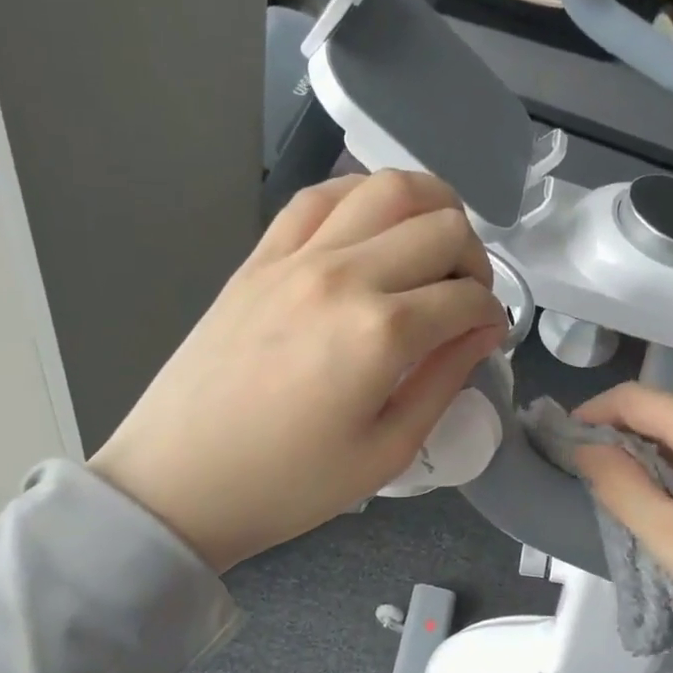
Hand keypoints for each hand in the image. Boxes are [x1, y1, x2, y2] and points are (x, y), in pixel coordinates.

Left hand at [90, 172, 505, 571]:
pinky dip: (362, 198)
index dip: (493, 315)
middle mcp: (345, 275)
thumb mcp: (388, 450)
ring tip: (432, 248)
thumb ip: (445, 380)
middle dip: (474, 258)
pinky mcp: (261, 256)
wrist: (178, 482)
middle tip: (465, 298)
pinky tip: (373, 228)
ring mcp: (297, 256)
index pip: (468, 296)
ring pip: (387, 188)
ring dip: (430, 208)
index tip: (489, 336)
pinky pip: (320, 196)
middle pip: (442, 226)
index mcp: (381, 332)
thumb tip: (483, 331)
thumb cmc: (289, 484)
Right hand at [568, 384, 672, 672]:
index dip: (594, 411)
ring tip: (636, 486)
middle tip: (597, 469)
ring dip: (661, 446)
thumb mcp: (670, 537)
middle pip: (671, 409)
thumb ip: (620, 485)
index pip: (637, 398)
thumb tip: (586, 449)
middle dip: (627, 429)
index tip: (564, 438)